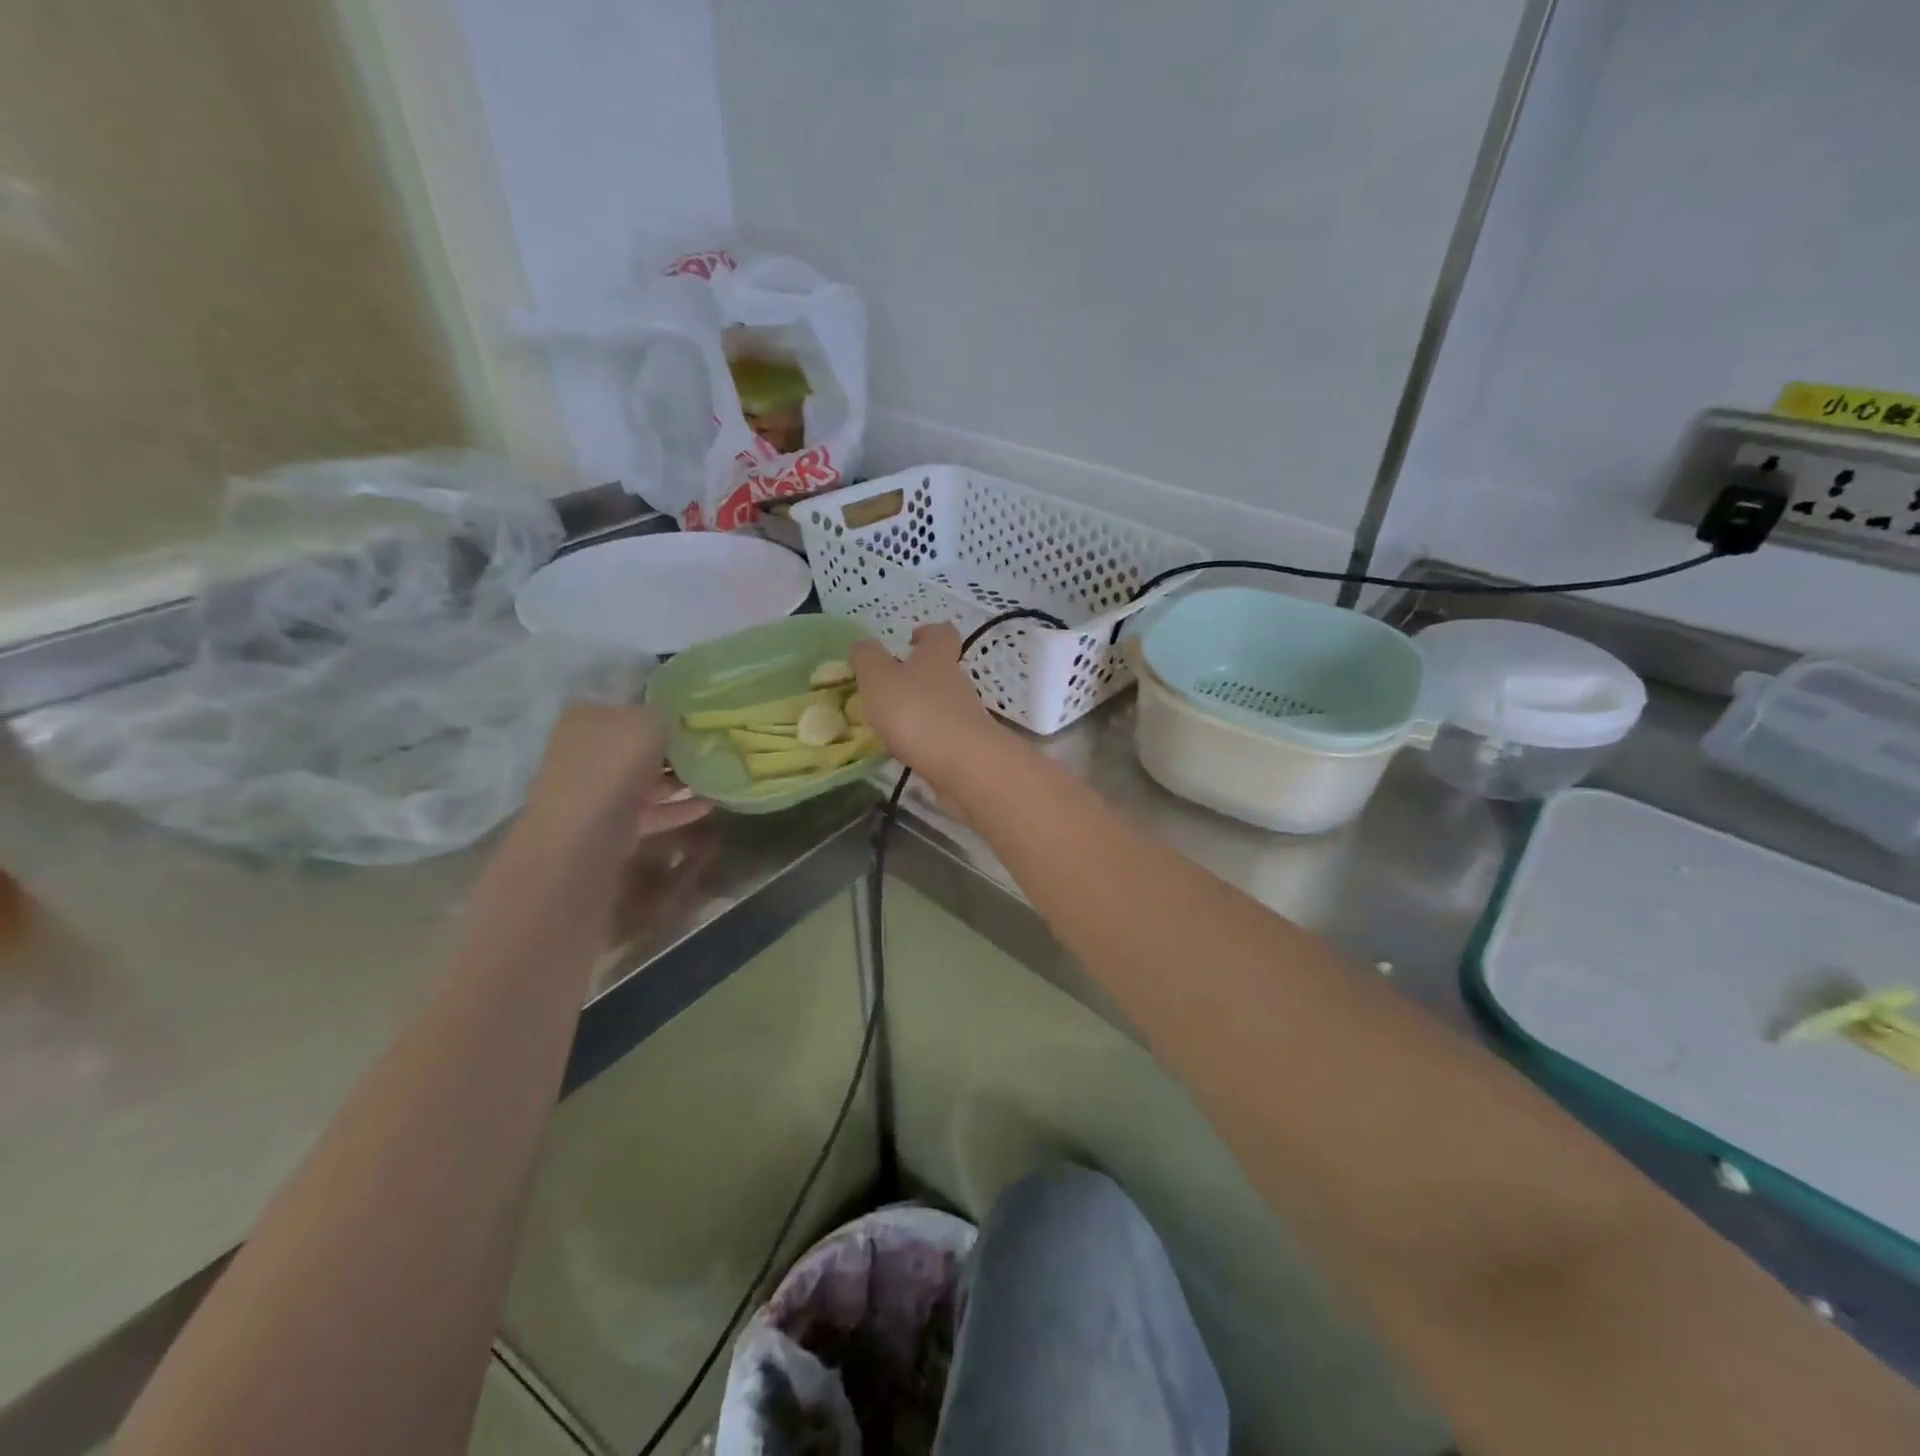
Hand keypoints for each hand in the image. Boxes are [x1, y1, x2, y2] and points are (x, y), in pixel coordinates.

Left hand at [525, 704, 708, 849]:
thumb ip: (670, 715)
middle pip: (642, 745)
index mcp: (589, 717)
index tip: (700, 720)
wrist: (587, 830)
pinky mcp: (612, 821)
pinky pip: (653, 809)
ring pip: (648, 779)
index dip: (667, 712)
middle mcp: (589, 749)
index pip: (634, 709)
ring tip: (720, 778)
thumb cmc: (616, 761)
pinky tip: (711, 805)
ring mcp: (598, 787)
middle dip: (678, 749)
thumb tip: (684, 721)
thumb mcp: (651, 720)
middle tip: (715, 749)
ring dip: (682, 780)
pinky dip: (679, 807)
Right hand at [849, 625, 1003, 794]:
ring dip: (922, 710)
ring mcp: (966, 716)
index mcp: (937, 657)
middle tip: (890, 688)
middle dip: (919, 676)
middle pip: (943, 670)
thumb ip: (867, 658)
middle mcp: (957, 682)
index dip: (928, 633)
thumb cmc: (916, 711)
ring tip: (892, 724)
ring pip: (943, 704)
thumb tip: (861, 641)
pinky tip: (907, 750)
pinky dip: (927, 739)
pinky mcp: (968, 746)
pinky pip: (944, 735)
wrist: (963, 764)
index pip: (942, 633)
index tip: (910, 640)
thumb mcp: (879, 678)